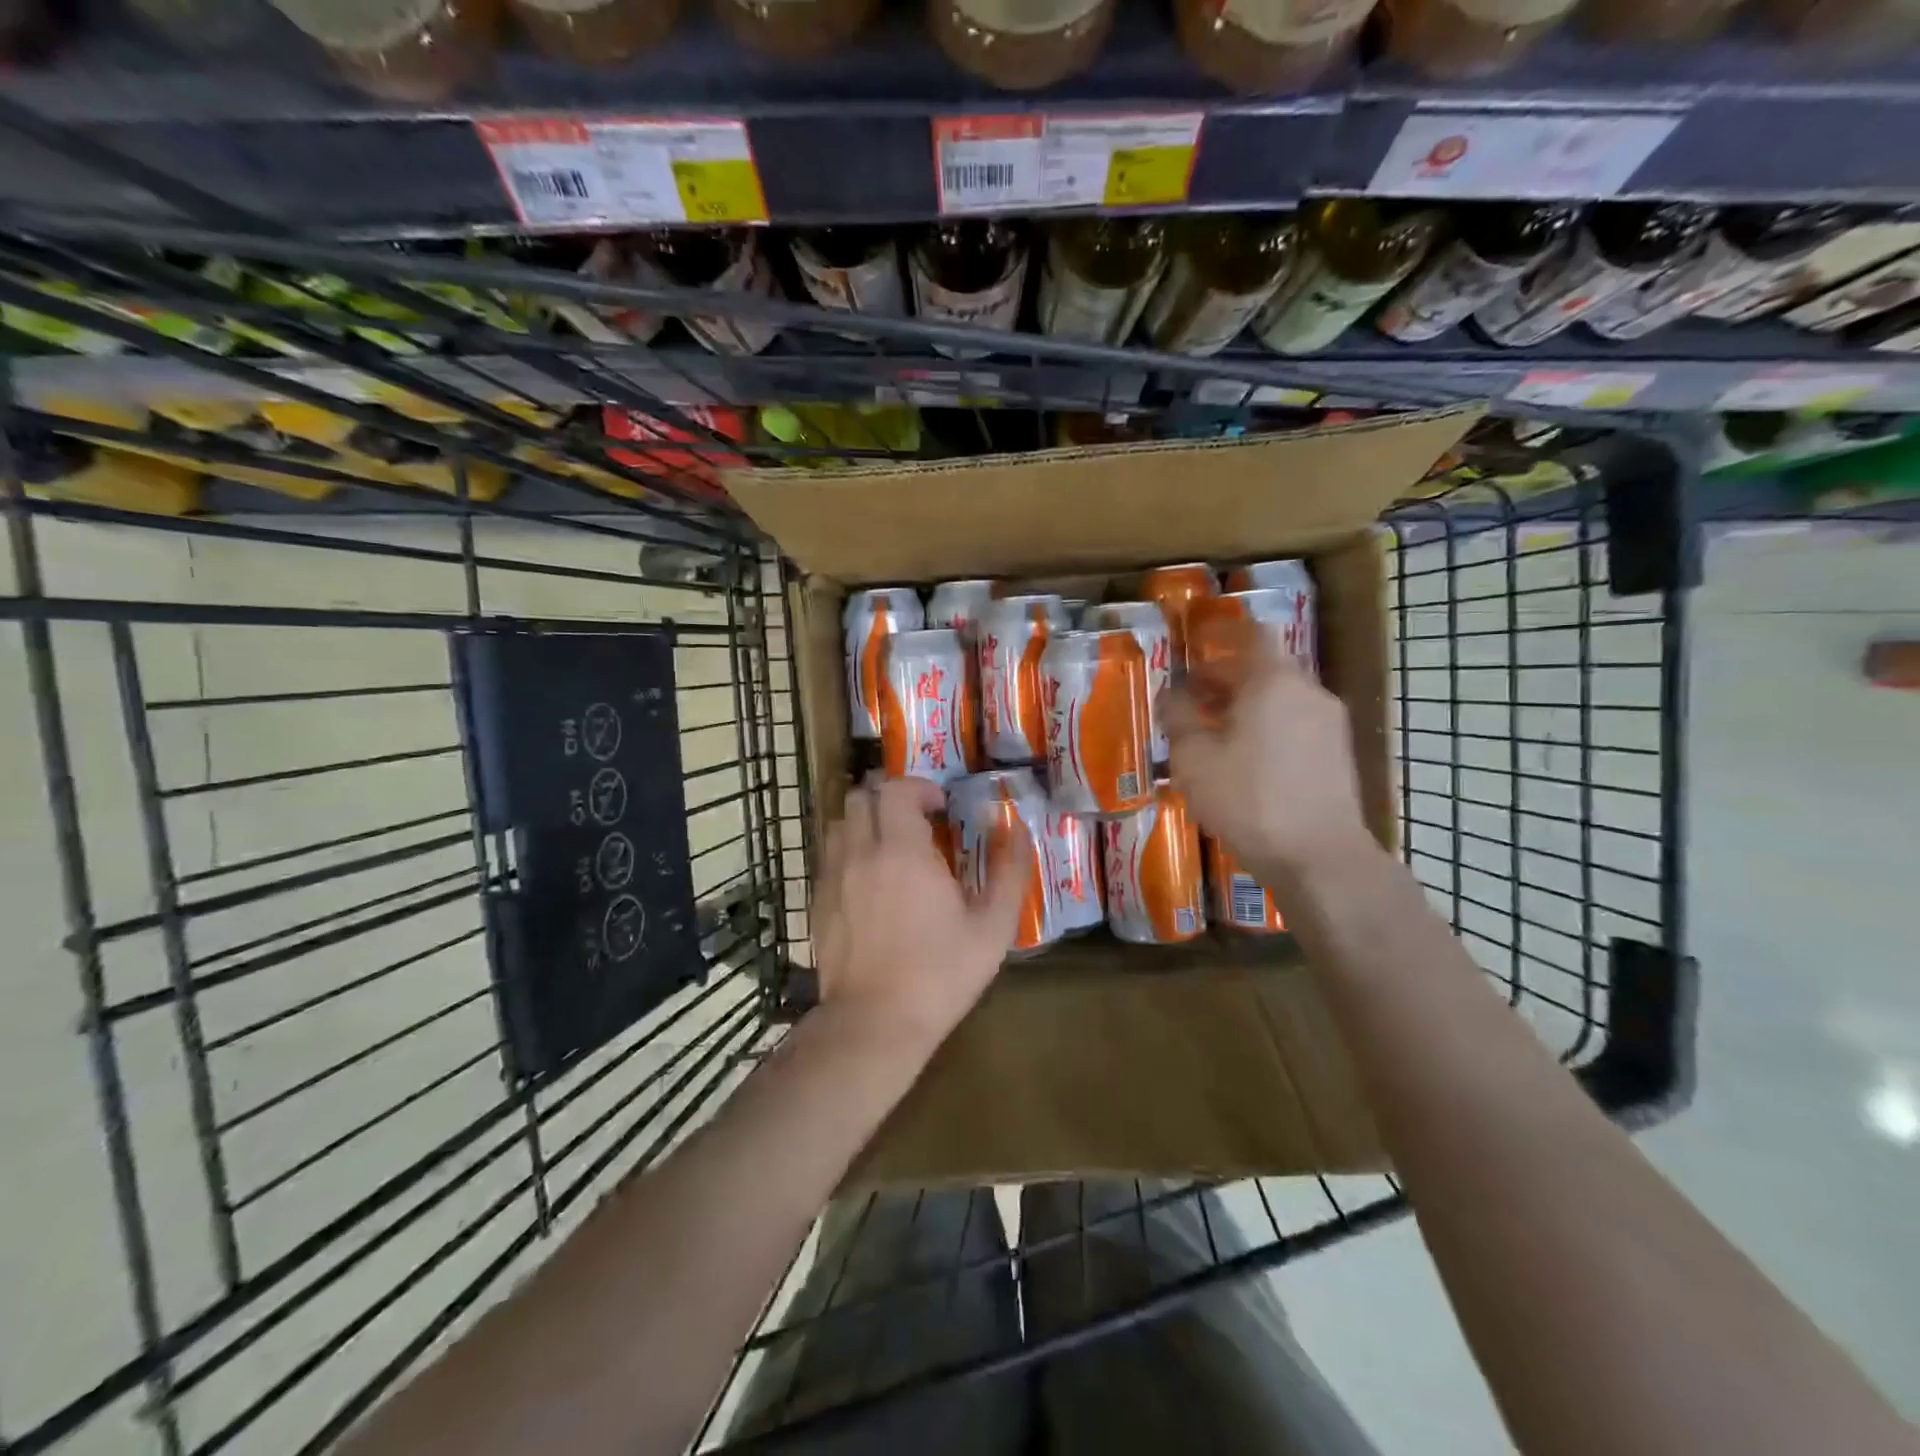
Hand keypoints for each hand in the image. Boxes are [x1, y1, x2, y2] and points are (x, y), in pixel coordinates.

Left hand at [813, 777, 1023, 1052]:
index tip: (941, 808)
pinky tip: (870, 882)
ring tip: (891, 848)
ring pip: (839, 823)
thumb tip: (1017, 828)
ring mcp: (833, 877)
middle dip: (889, 798)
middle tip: (917, 822)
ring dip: (865, 822)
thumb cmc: (940, 974)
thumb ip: (1009, 871)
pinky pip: (829, 856)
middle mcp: (860, 853)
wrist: (875, 1023)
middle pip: (861, 797)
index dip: (920, 788)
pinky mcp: (818, 902)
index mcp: (903, 851)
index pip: (896, 789)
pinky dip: (849, 852)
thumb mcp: (992, 928)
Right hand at [1161, 624, 1374, 875]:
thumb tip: (1170, 694)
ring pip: (1281, 698)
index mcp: (1273, 681)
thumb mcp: (1195, 758)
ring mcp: (1329, 723)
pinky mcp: (1338, 755)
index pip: (1251, 635)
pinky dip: (1268, 727)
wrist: (1319, 856)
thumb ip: (1179, 717)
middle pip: (1265, 668)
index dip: (1222, 635)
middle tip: (1191, 698)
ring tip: (1212, 733)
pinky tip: (1244, 761)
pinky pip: (1295, 724)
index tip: (1197, 643)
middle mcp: (1308, 691)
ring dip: (1246, 705)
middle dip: (1226, 678)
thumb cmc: (1248, 799)